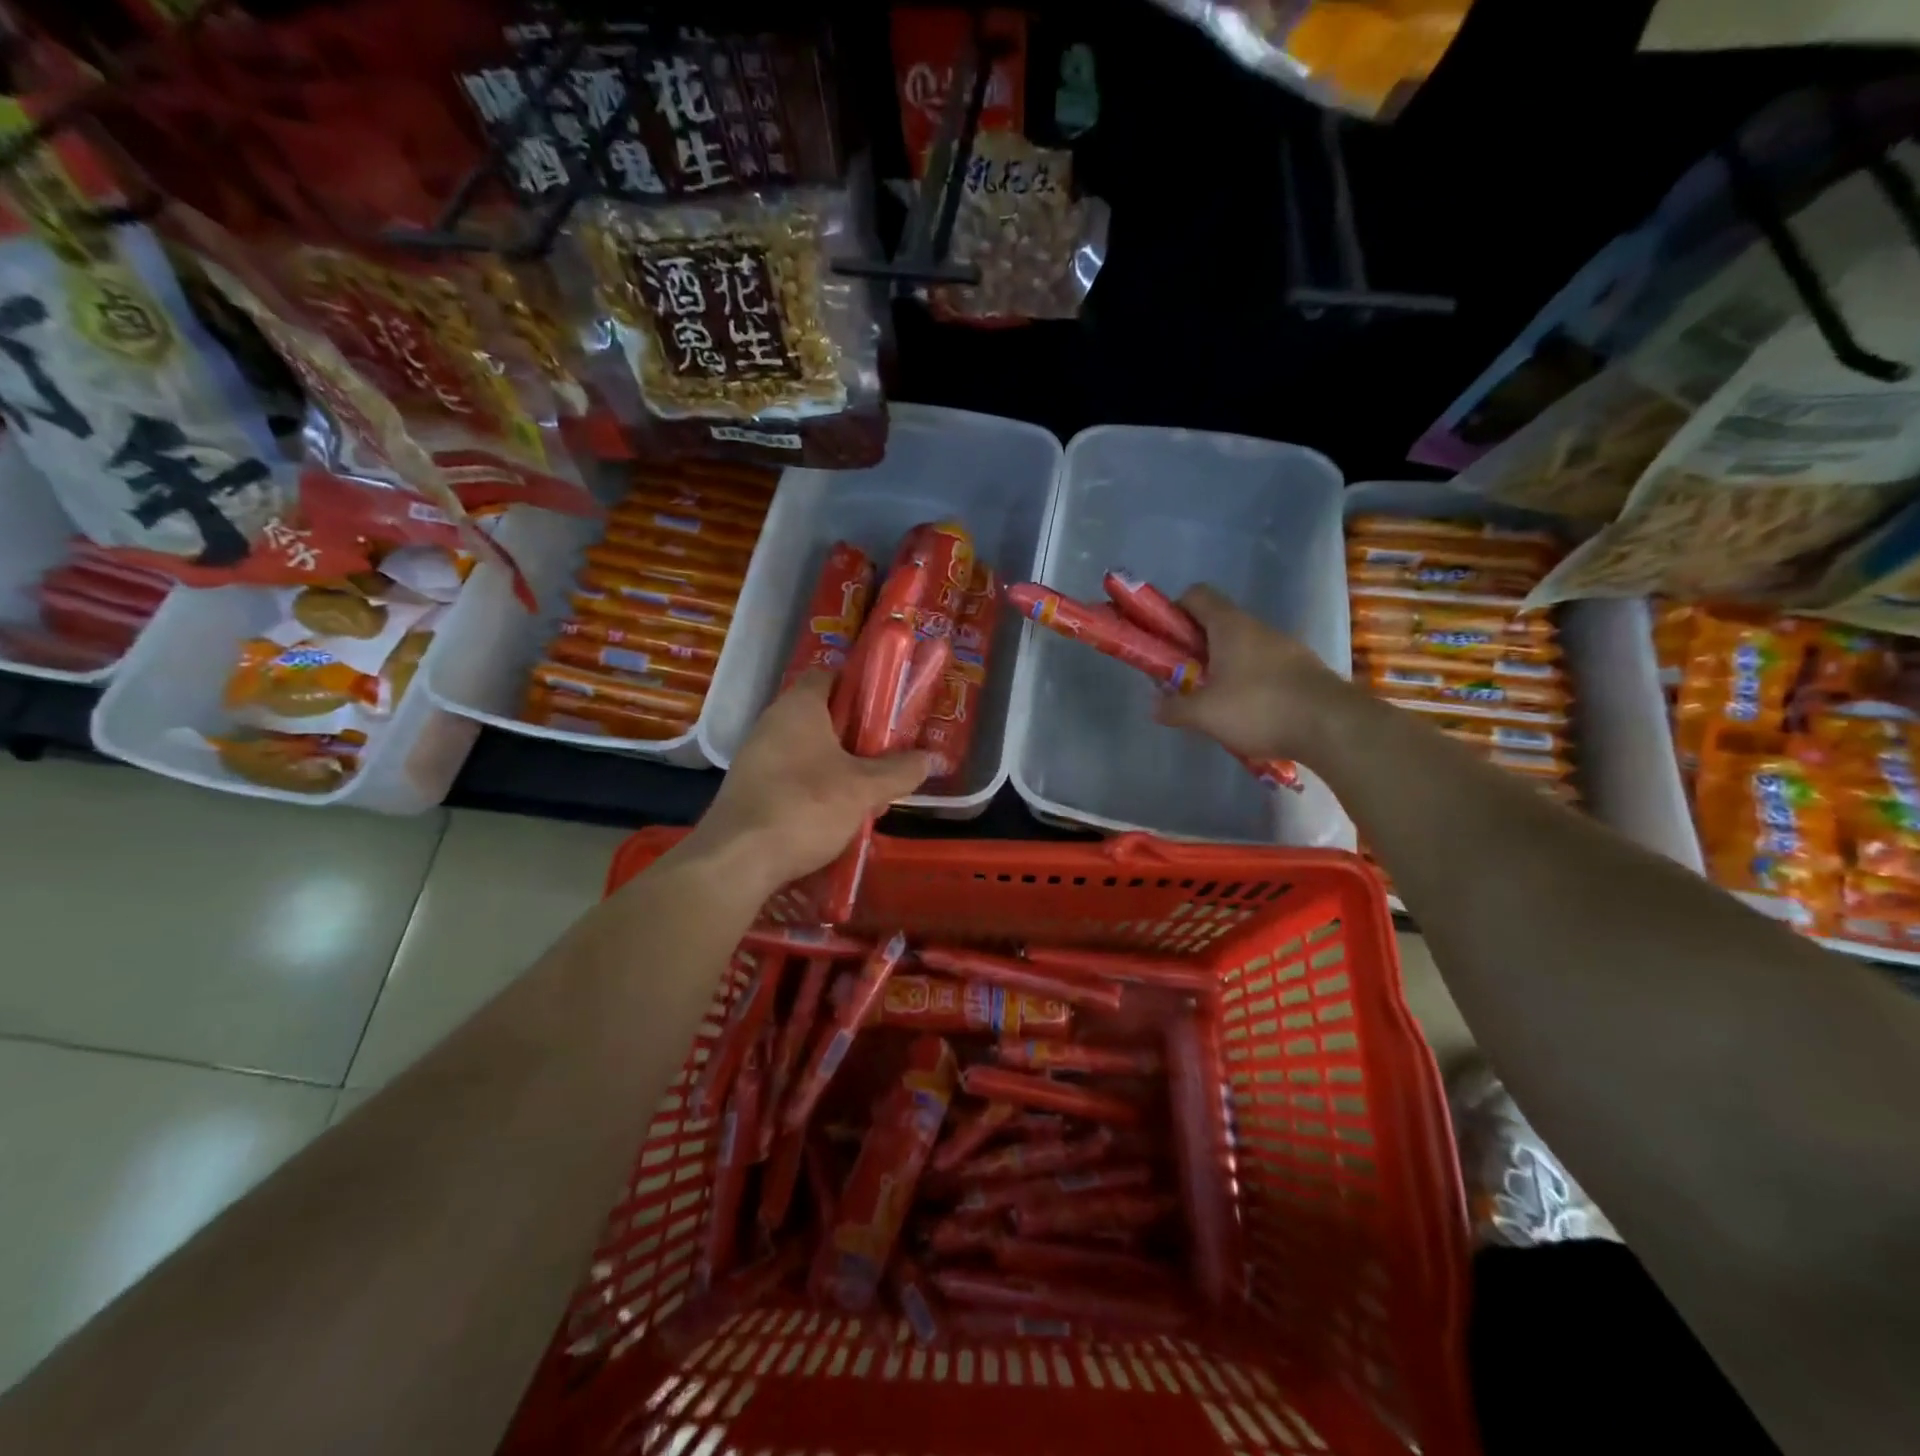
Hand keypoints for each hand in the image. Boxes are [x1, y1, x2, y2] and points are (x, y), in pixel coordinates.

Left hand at [680, 673, 928, 890]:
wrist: (737, 860)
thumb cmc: (806, 806)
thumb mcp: (864, 789)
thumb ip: (900, 771)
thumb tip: (931, 758)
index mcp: (799, 706)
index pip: (830, 676)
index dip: (860, 687)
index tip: (886, 710)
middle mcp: (772, 723)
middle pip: (822, 716)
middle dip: (857, 736)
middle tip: (887, 756)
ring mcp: (756, 757)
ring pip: (808, 750)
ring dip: (839, 766)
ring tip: (869, 791)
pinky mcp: (750, 789)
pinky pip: (792, 776)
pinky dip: (815, 788)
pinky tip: (836, 816)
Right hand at [1154, 585, 1351, 761]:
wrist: (1333, 727)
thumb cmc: (1259, 708)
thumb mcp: (1204, 714)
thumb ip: (1174, 708)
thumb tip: (1155, 706)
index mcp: (1230, 626)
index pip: (1196, 595)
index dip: (1174, 611)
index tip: (1164, 641)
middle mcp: (1258, 628)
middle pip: (1217, 624)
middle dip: (1194, 648)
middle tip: (1182, 679)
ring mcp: (1285, 647)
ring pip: (1241, 647)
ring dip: (1221, 667)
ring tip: (1213, 703)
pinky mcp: (1302, 670)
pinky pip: (1264, 666)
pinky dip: (1247, 682)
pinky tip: (1246, 713)